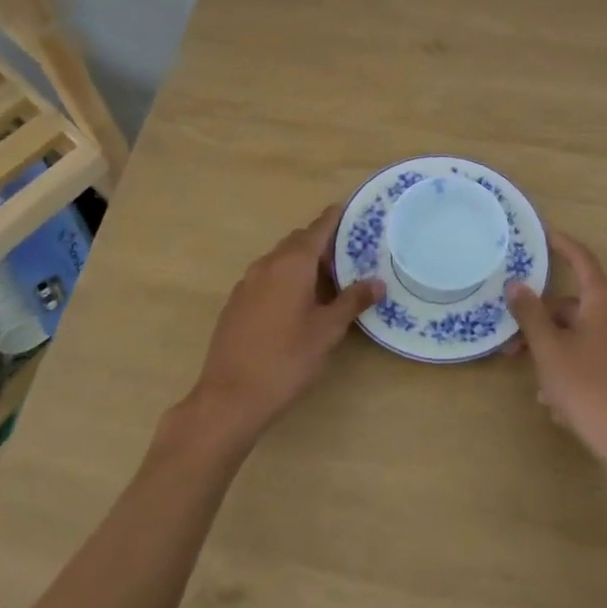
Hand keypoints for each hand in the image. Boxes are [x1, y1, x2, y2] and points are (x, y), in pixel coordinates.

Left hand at [185, 205, 382, 444]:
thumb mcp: (327, 331)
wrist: (229, 397)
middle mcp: (266, 265)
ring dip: (302, 263)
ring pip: (280, 260)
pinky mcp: (235, 304)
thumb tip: (377, 282)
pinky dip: (285, 279)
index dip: (335, 218)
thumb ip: (352, 302)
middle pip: (298, 242)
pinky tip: (297, 305)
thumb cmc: (286, 359)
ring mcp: (246, 284)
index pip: (317, 229)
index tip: (351, 210)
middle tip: (348, 257)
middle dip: (321, 244)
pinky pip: (266, 278)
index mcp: (291, 264)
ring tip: (327, 283)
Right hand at [506, 233, 606, 481]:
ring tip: (537, 386)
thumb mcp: (550, 351)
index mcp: (606, 301)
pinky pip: (596, 356)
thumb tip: (516, 284)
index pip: (581, 259)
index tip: (542, 233)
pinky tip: (559, 402)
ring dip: (555, 352)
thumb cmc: (590, 389)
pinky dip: (574, 368)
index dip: (560, 244)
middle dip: (542, 322)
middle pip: (574, 306)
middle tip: (513, 346)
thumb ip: (530, 314)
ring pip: (582, 335)